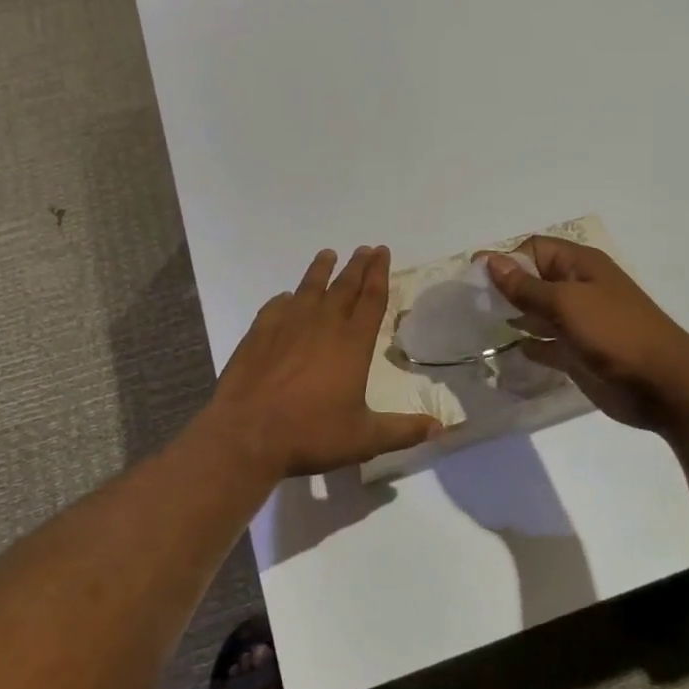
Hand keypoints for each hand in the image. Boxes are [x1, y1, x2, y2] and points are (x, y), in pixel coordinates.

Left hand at [202, 246, 440, 477]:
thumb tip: (441, 428)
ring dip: (321, 270)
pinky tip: (286, 297)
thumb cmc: (310, 434)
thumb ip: (403, 431)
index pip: (371, 299)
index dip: (379, 274)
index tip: (382, 252)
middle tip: (365, 249)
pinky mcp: (258, 334)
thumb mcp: (364, 439)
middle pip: (344, 287)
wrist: (247, 434)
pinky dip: (285, 299)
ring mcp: (287, 326)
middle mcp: (322, 326)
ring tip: (328, 254)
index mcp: (352, 344)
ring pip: (309, 289)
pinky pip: (275, 307)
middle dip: (357, 266)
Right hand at [484, 237, 688, 433]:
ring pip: (537, 313)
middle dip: (505, 290)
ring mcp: (580, 322)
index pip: (533, 250)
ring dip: (514, 319)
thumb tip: (490, 260)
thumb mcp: (566, 303)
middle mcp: (578, 288)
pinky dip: (530, 346)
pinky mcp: (579, 352)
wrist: (664, 385)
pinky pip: (547, 344)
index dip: (506, 261)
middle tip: (472, 308)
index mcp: (579, 265)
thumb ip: (525, 286)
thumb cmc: (615, 333)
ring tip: (481, 330)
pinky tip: (509, 353)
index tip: (475, 283)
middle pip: (533, 280)